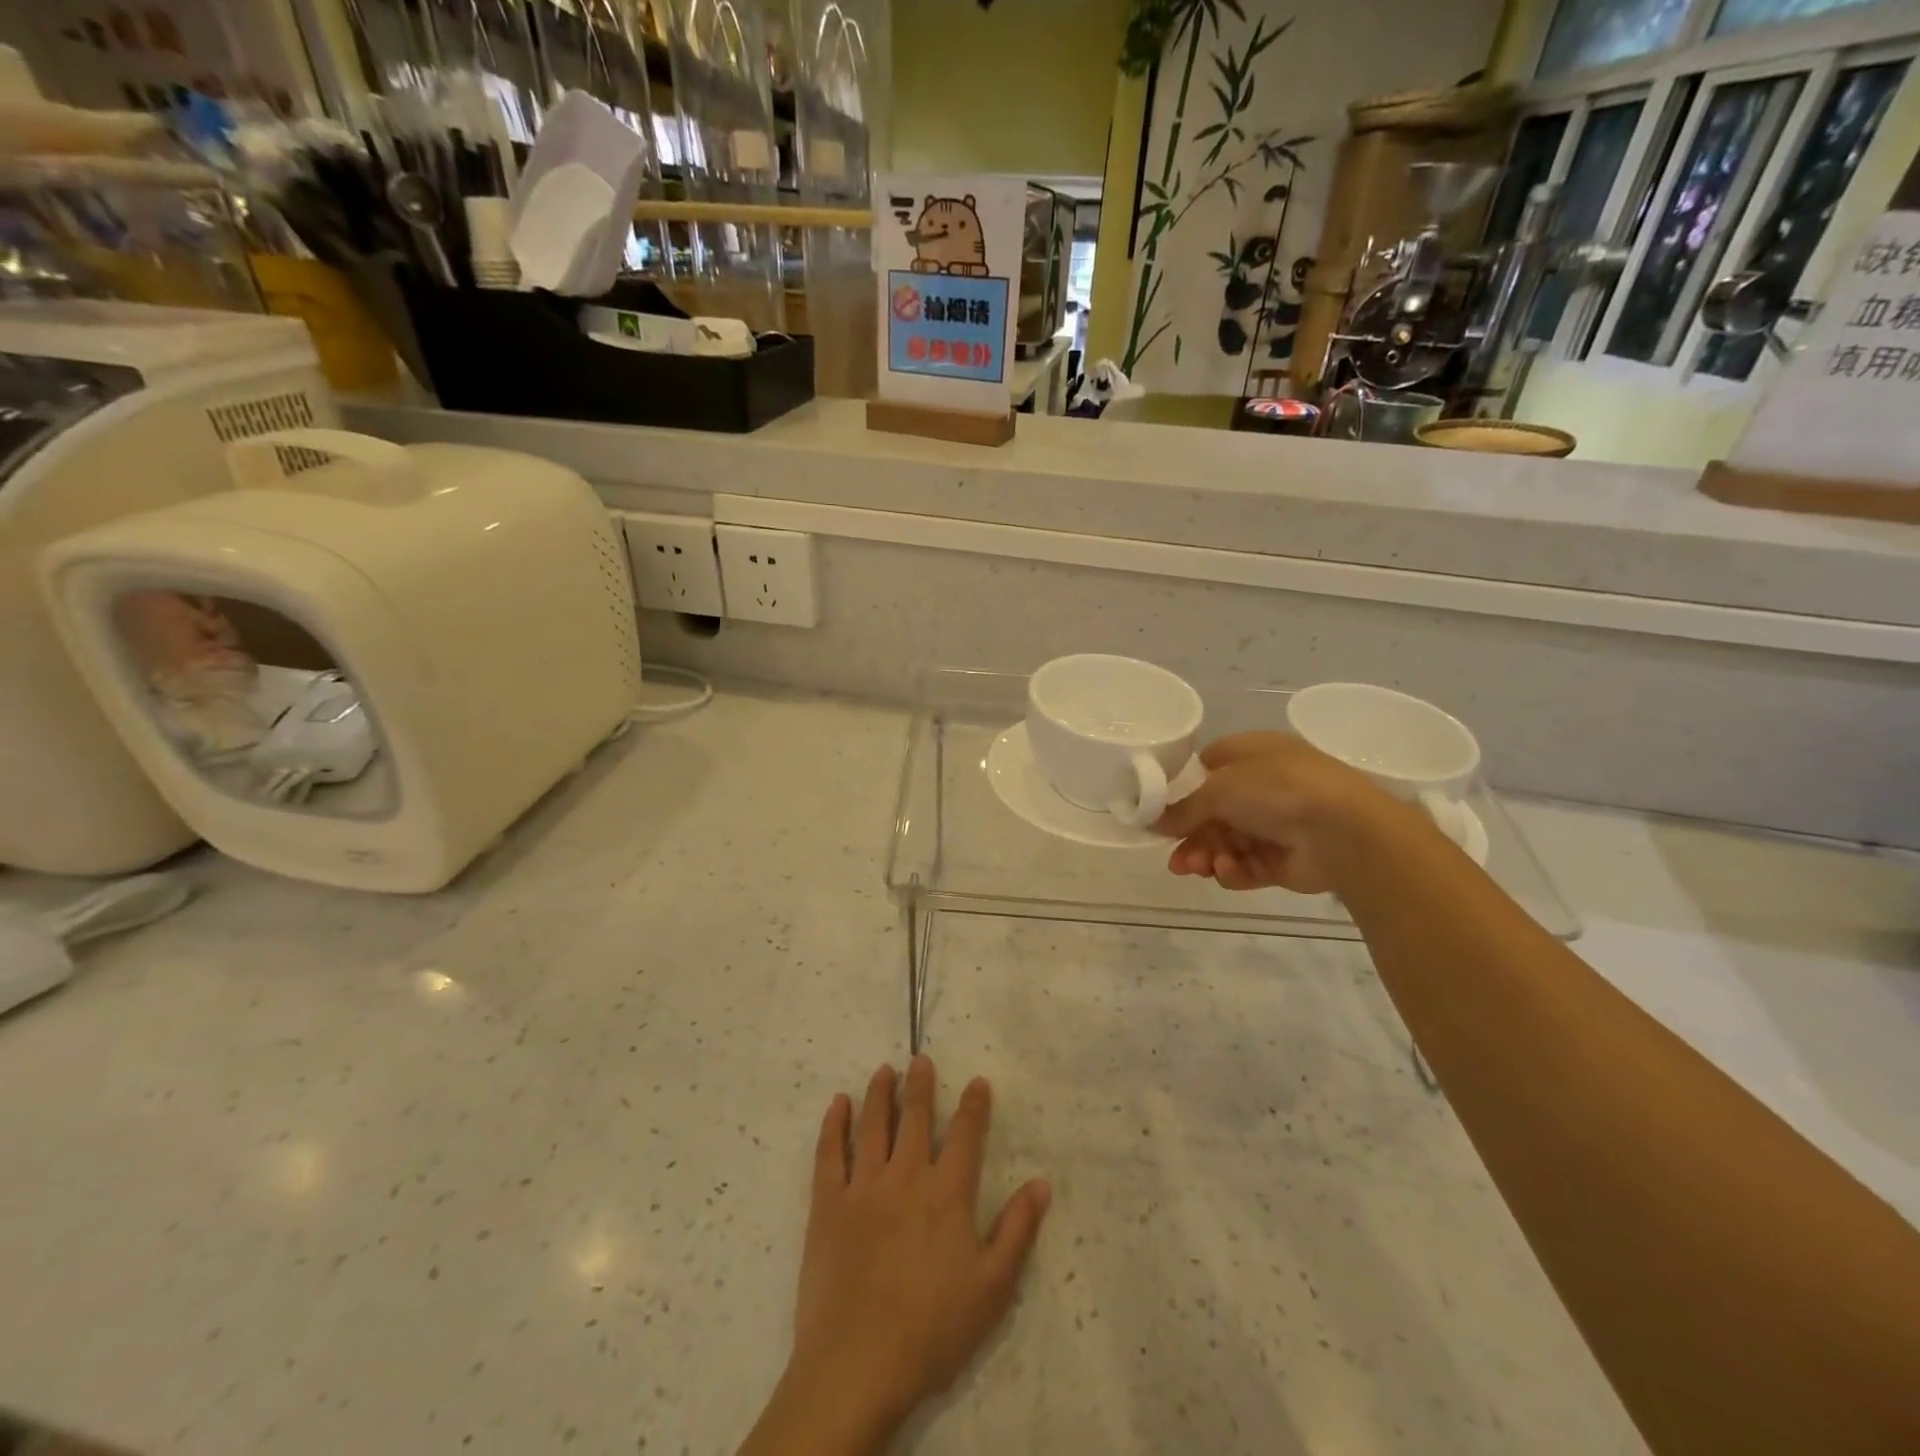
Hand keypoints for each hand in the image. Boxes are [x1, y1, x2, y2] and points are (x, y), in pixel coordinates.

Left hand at [744, 1058, 1050, 1453]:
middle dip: (921, 1085)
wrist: (858, 1364)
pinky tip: (838, 1104)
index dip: (974, 1105)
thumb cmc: (932, 1329)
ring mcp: (864, 1186)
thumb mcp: (992, 1288)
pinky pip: (830, 1153)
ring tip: (883, 1071)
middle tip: (920, 1059)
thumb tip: (1042, 1183)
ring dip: (880, 1094)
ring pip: (873, 1125)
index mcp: (947, 1193)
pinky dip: (834, 1125)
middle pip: (916, 1117)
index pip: (966, 1135)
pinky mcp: (828, 1204)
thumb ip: (1018, 1231)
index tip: (977, 1082)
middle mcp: (906, 1176)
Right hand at [1155, 731, 1406, 892]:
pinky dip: (1234, 870)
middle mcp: (1264, 786)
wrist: (1343, 830)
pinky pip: (1248, 865)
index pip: (1210, 766)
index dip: (1185, 787)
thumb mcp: (1218, 789)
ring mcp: (1276, 825)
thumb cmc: (1276, 789)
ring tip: (1197, 868)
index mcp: (1253, 754)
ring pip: (1227, 843)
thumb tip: (1152, 821)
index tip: (1162, 809)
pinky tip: (1227, 871)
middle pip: (1214, 813)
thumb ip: (1183, 808)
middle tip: (1175, 859)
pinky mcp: (1284, 860)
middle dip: (1191, 836)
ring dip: (1207, 856)